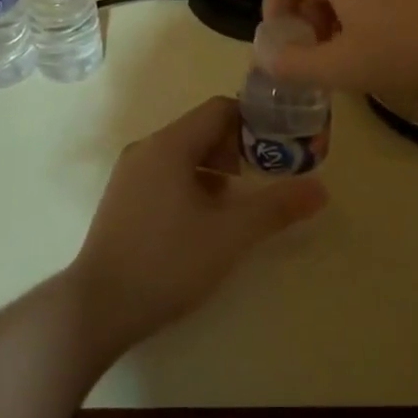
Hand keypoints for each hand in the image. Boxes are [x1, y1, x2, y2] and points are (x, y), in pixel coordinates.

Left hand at [66, 98, 326, 355]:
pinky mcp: (122, 198)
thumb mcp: (230, 236)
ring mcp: (130, 173)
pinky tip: (203, 220)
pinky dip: (192, 183)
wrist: (97, 308)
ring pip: (183, 153)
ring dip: (215, 168)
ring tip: (237, 203)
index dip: (253, 122)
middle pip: (201, 129)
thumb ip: (276, 208)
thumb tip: (321, 189)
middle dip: (237, 148)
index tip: (279, 146)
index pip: (219, 109)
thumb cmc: (167, 263)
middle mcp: (147, 148)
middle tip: (263, 178)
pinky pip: (165, 173)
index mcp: (170, 145)